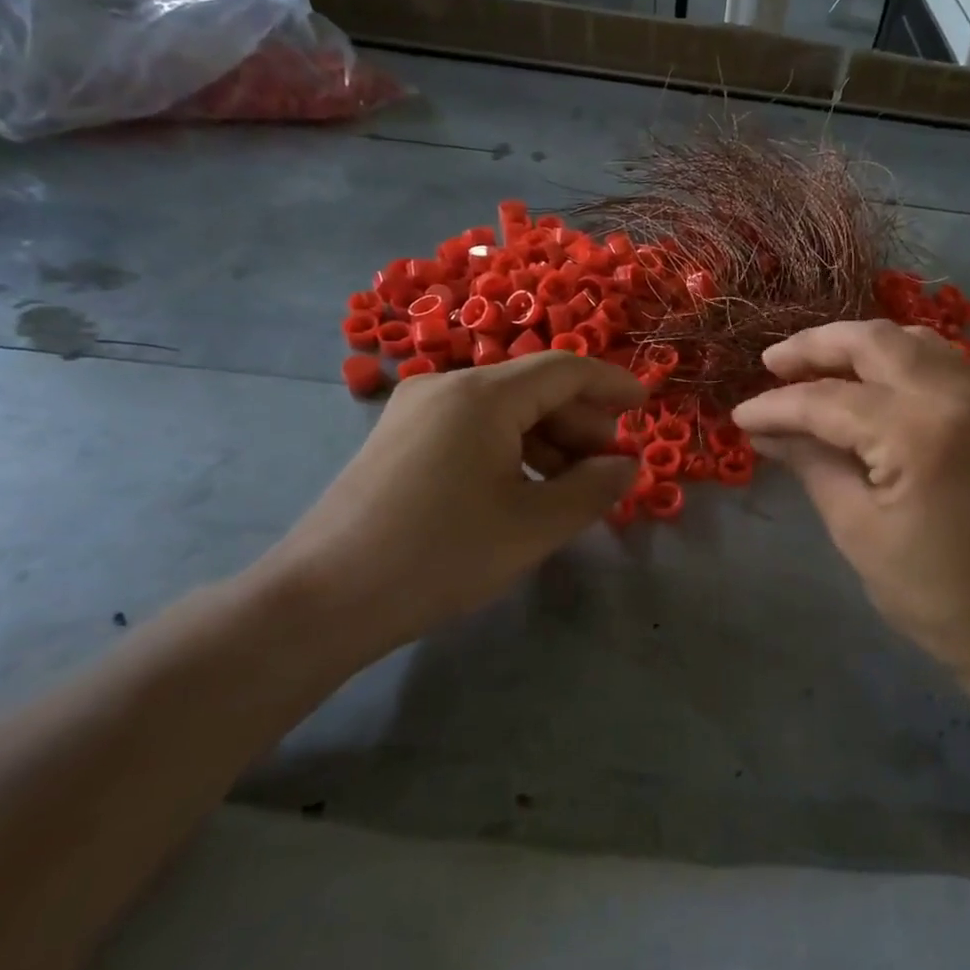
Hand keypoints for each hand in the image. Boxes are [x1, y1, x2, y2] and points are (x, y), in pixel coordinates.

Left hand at [257, 353, 644, 664]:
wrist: (323, 599)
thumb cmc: (440, 555)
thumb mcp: (533, 526)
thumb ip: (593, 489)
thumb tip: (627, 465)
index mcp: (482, 395)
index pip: (564, 369)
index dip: (612, 384)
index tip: (646, 406)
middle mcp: (446, 386)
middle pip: (533, 388)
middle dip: (581, 423)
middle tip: (609, 467)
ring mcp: (415, 411)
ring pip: (502, 410)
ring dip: (547, 441)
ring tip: (570, 487)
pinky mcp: (399, 440)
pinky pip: (472, 429)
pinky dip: (510, 450)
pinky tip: (522, 491)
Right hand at [731, 320, 969, 680]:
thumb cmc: (930, 592)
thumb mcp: (856, 529)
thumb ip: (811, 465)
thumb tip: (767, 432)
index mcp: (918, 435)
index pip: (829, 400)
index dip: (777, 406)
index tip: (740, 416)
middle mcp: (957, 399)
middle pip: (875, 342)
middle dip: (816, 347)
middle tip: (772, 365)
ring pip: (913, 341)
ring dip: (859, 345)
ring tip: (817, 365)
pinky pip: (942, 362)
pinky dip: (898, 359)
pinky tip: (870, 380)